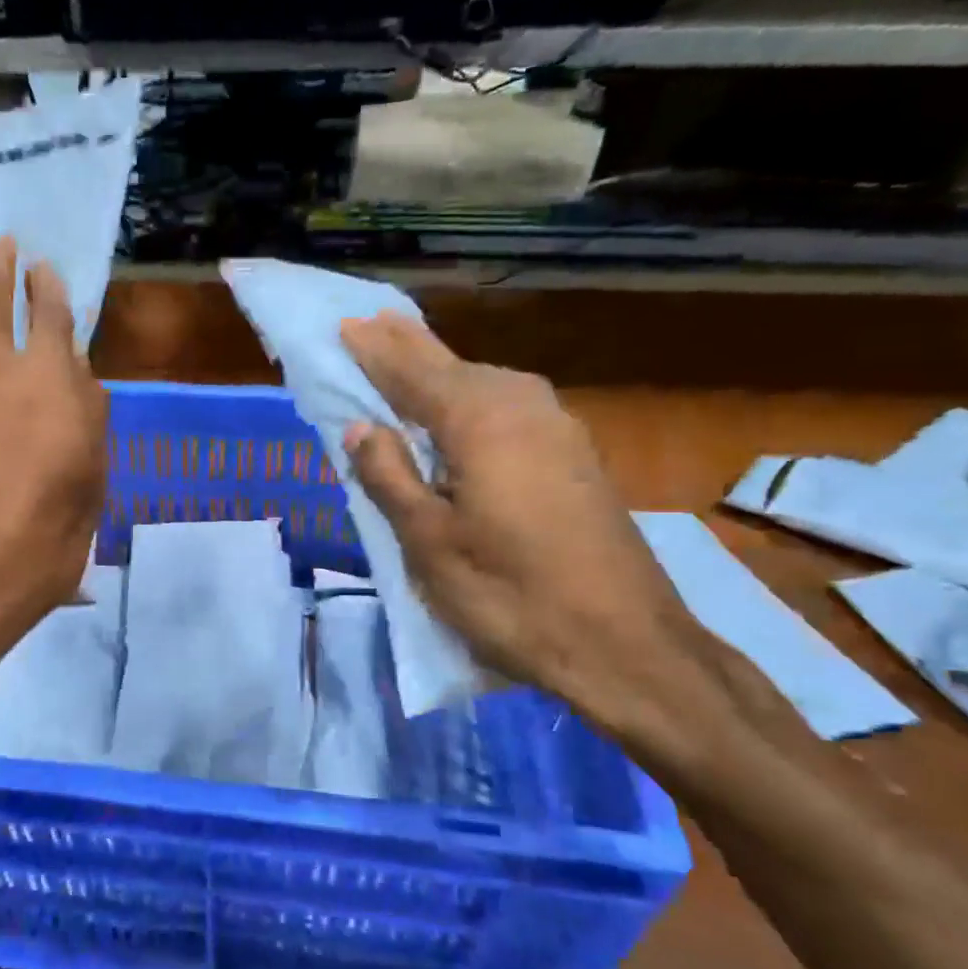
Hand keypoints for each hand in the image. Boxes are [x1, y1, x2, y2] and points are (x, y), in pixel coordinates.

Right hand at [340, 311, 712, 743]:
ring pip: (484, 384)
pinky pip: (508, 408)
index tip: (343, 323)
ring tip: (410, 357)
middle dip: (408, 347)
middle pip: (452, 366)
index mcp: (478, 421)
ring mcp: (557, 429)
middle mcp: (521, 407)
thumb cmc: (509, 595)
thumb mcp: (429, 543)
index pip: (411, 372)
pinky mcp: (575, 456)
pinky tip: (465, 409)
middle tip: (373, 324)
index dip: (373, 350)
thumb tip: (361, 427)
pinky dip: (473, 398)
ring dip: (442, 370)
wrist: (624, 644)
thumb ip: (390, 477)